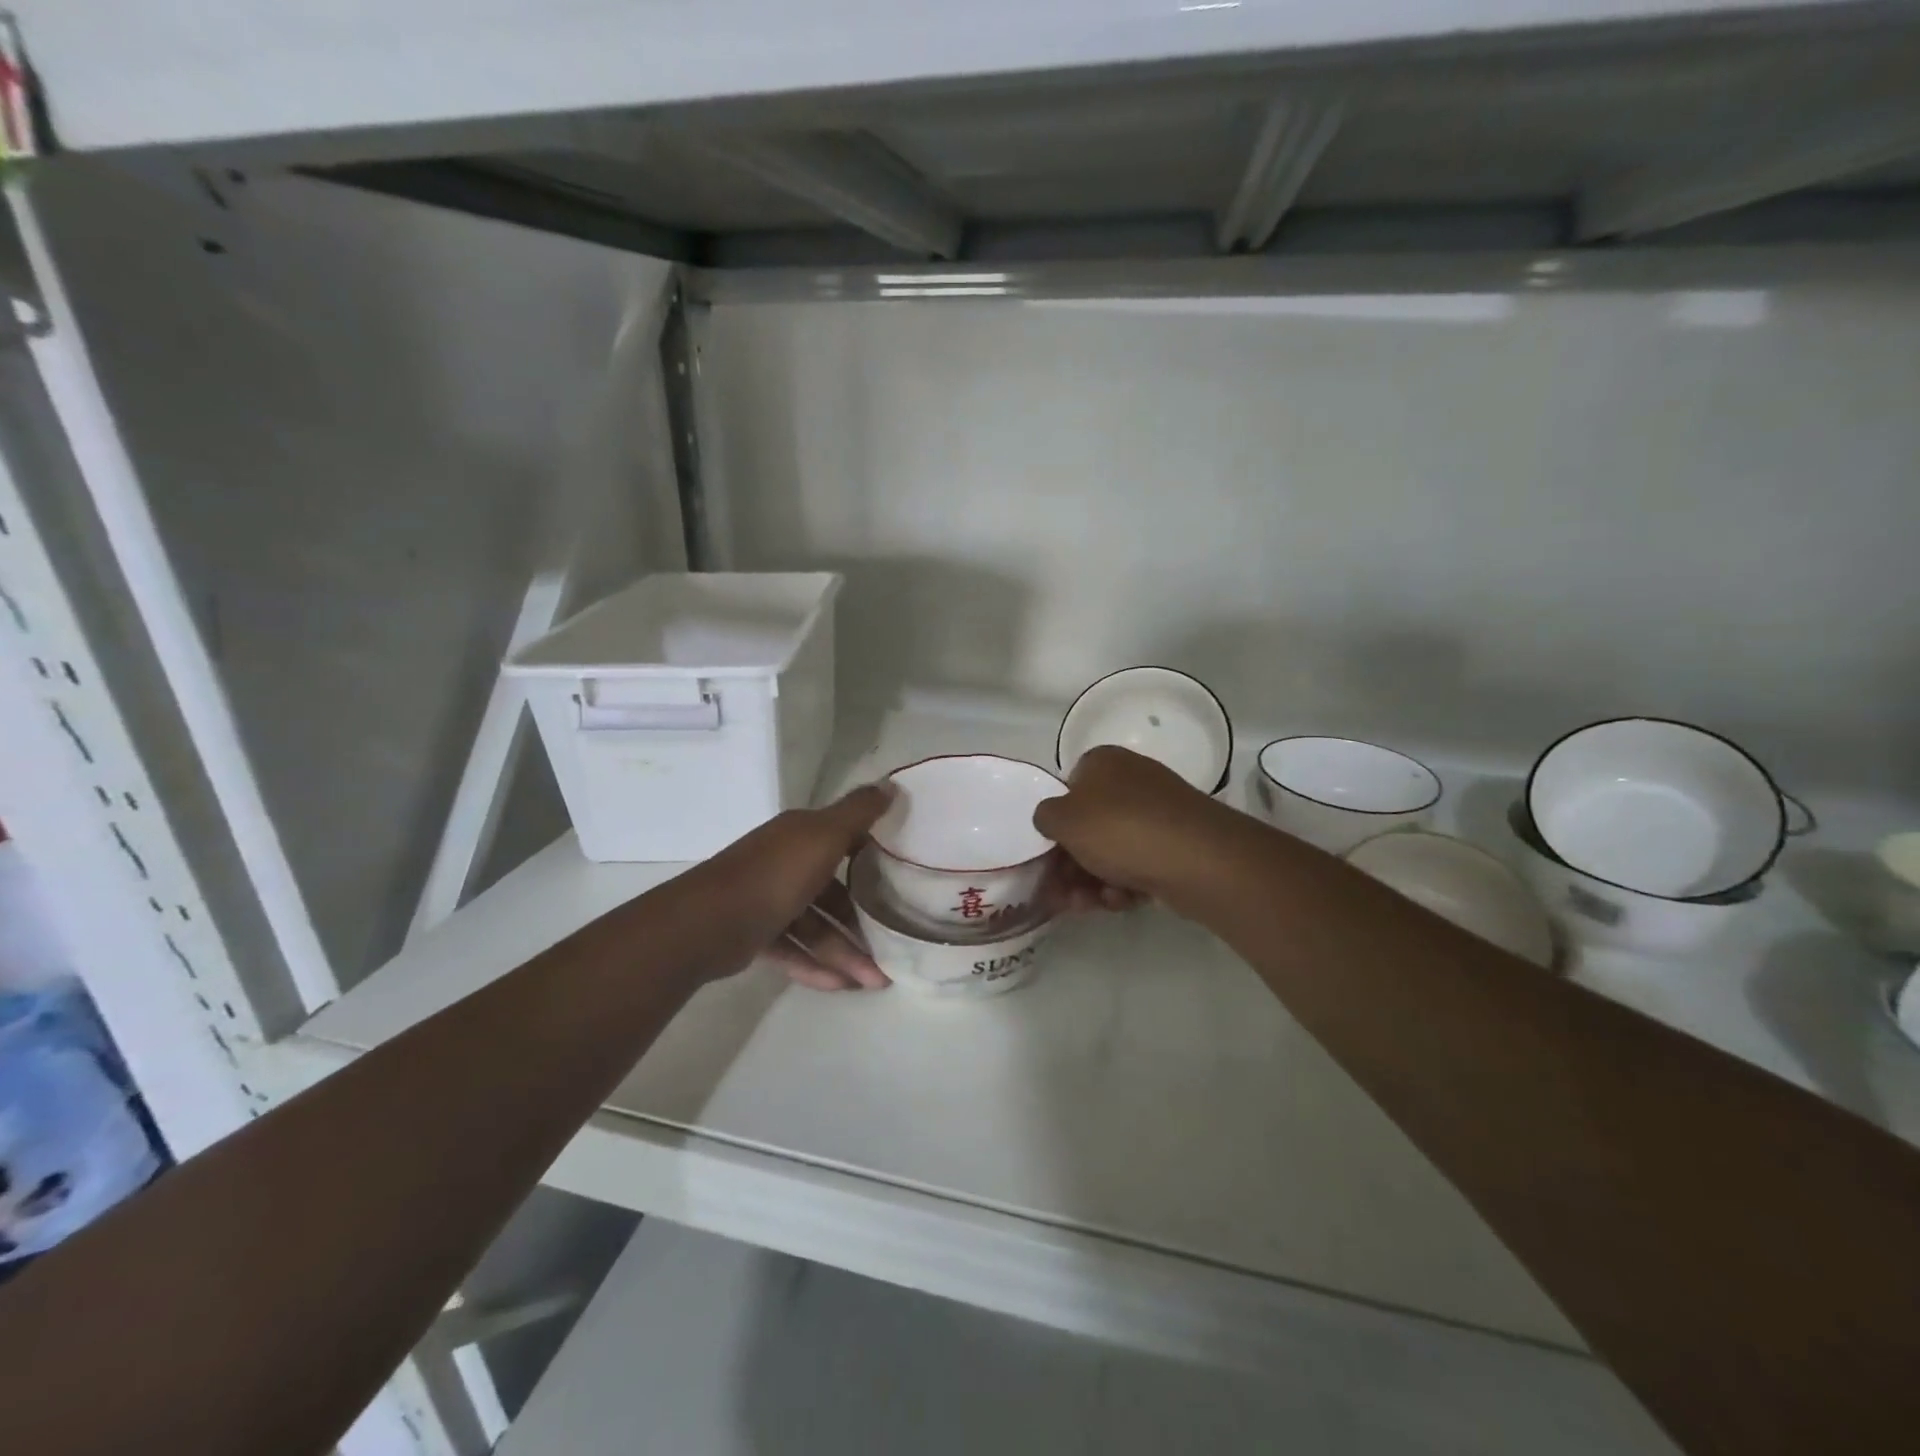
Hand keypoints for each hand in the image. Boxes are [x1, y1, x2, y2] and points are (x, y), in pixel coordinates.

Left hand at [702, 785, 894, 991]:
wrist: (708, 923)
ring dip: (845, 952)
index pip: (842, 840)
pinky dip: (816, 967)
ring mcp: (767, 900)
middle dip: (862, 920)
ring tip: (875, 981)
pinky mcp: (755, 935)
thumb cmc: (775, 874)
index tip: (901, 875)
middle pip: (832, 892)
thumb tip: (890, 784)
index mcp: (800, 836)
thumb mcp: (825, 836)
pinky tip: (842, 986)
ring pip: (815, 927)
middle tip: (891, 946)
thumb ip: (858, 813)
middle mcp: (784, 863)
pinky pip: (794, 950)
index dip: (870, 855)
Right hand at [1033, 745, 1232, 902]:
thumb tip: (1052, 818)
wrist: (1198, 859)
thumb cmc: (1120, 829)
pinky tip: (1122, 900)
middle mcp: (1132, 780)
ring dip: (1094, 879)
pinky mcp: (1178, 843)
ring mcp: (1158, 812)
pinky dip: (1126, 883)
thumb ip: (1045, 816)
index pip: (1067, 788)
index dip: (1056, 823)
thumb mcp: (1064, 819)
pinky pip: (1140, 863)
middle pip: (1089, 825)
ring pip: (1113, 849)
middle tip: (1062, 893)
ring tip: (1088, 905)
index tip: (1048, 854)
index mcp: (1103, 762)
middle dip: (1072, 863)